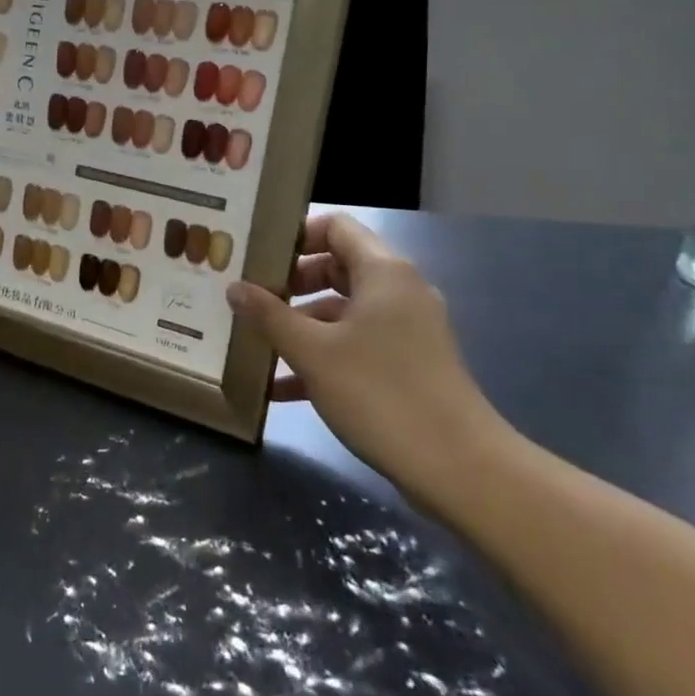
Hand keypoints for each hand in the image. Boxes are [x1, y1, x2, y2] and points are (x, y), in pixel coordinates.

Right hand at [226, 214, 513, 507]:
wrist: (459, 468)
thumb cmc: (380, 393)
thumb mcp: (312, 353)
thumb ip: (269, 316)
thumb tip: (234, 288)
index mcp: (383, 272)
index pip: (336, 227)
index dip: (296, 236)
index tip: (259, 258)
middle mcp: (400, 290)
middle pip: (338, 267)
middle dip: (292, 284)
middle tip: (253, 300)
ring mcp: (409, 329)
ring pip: (345, 311)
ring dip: (303, 325)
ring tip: (259, 345)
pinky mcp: (411, 364)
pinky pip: (359, 344)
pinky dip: (325, 355)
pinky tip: (283, 389)